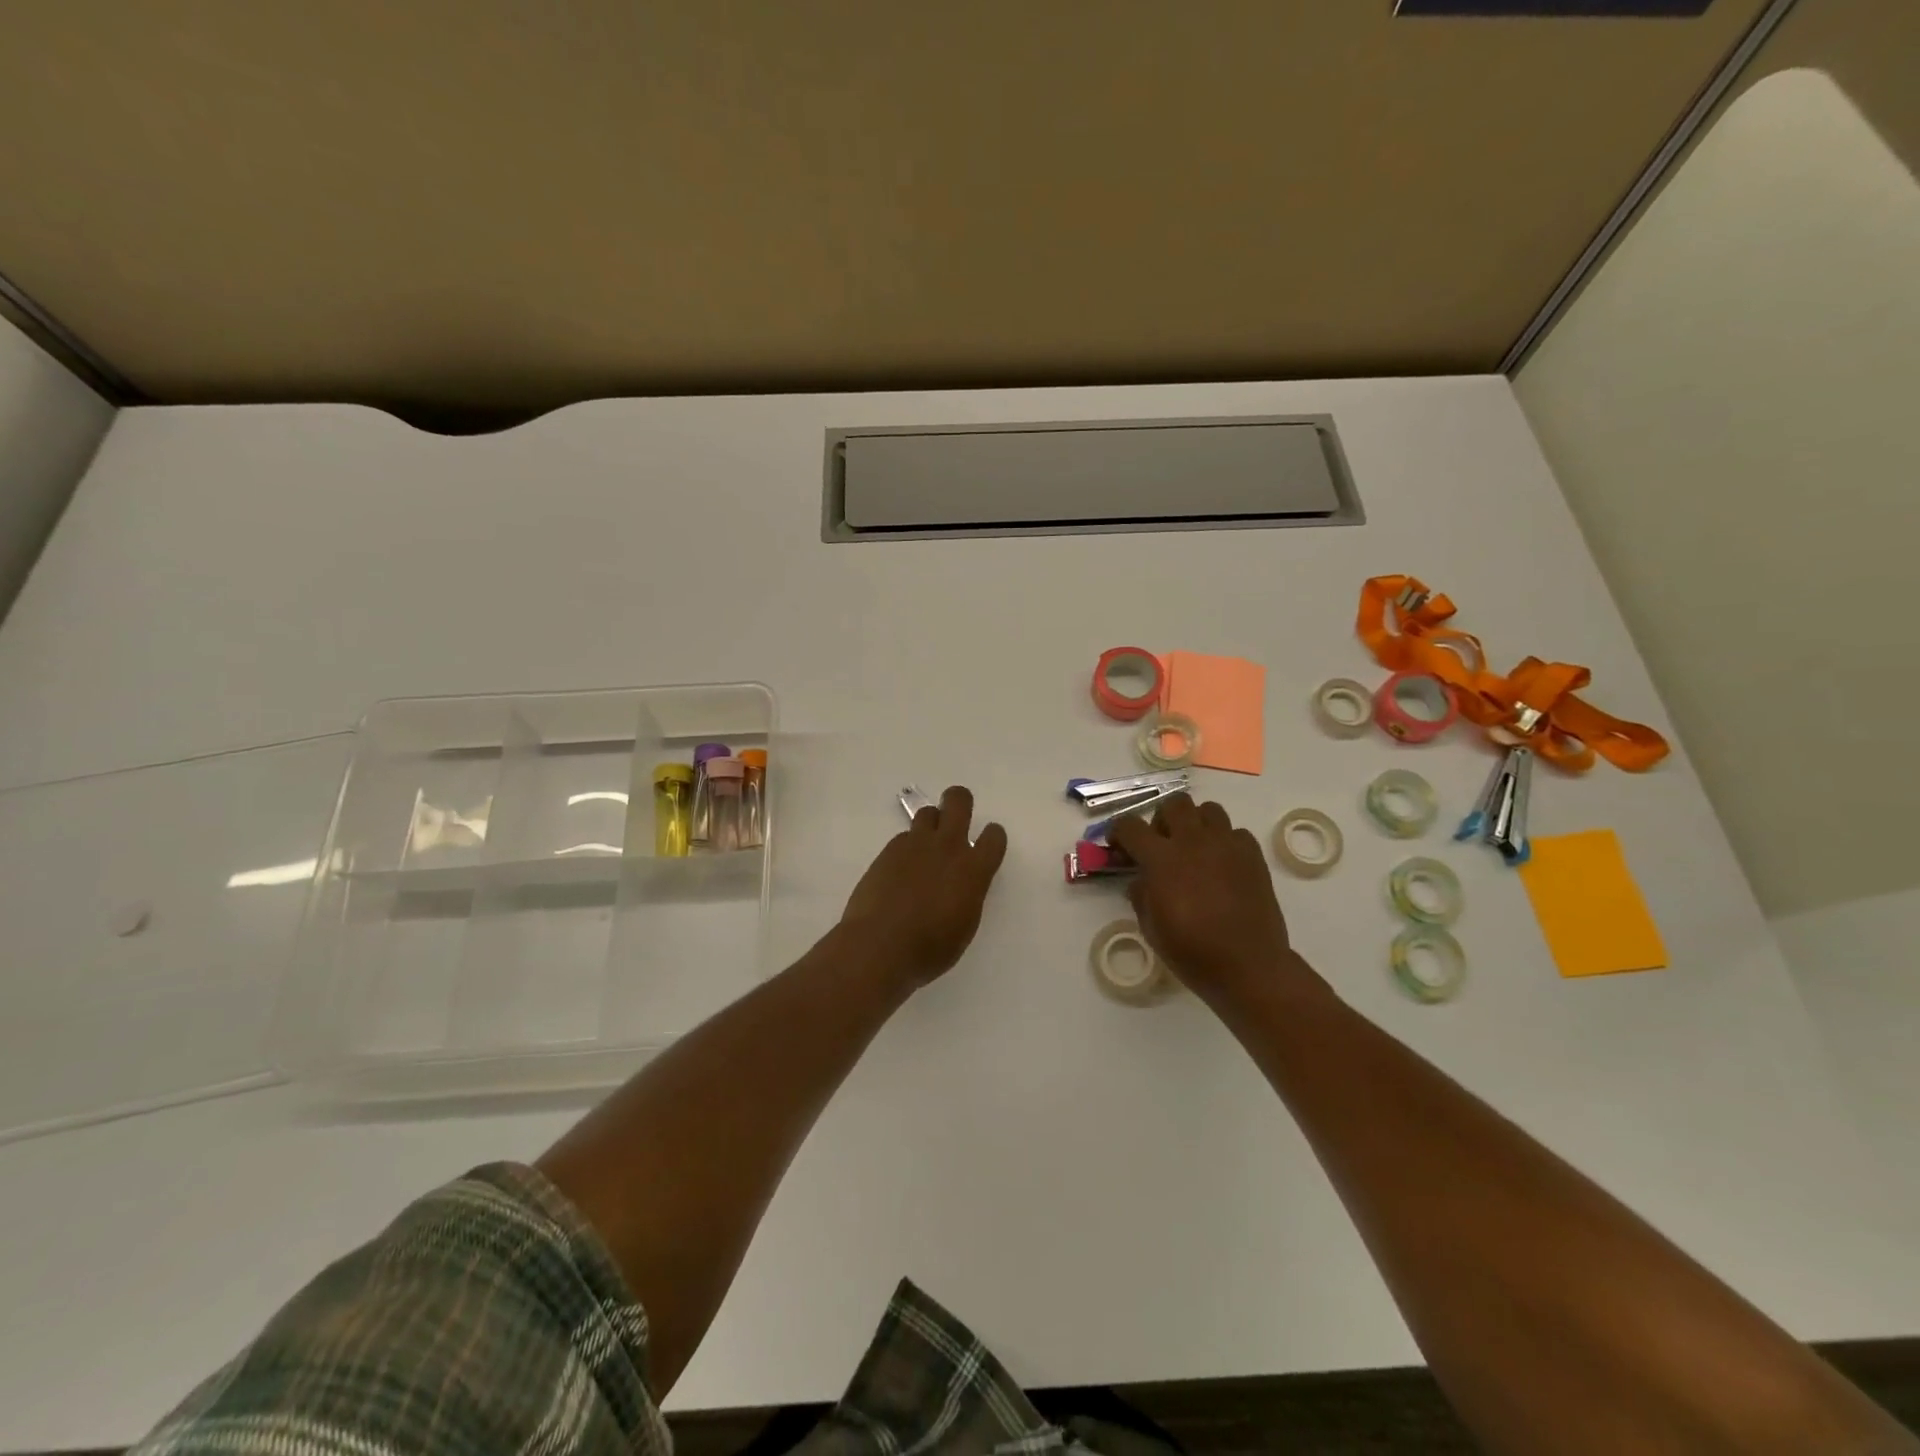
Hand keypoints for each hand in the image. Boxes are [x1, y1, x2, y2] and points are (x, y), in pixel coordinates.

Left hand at [840, 786, 1008, 986]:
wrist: (879, 945)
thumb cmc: (930, 948)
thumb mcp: (964, 926)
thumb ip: (968, 895)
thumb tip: (963, 884)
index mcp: (974, 870)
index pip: (994, 836)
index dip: (992, 837)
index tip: (986, 845)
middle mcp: (948, 847)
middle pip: (958, 800)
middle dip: (960, 802)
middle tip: (956, 819)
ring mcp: (916, 845)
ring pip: (928, 812)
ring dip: (932, 823)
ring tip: (925, 847)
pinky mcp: (889, 850)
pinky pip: (904, 836)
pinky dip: (907, 847)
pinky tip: (901, 870)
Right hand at [1107, 795, 1296, 998]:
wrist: (1248, 967)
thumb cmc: (1192, 952)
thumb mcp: (1151, 927)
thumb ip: (1141, 894)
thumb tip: (1140, 879)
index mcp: (1162, 859)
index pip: (1130, 826)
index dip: (1118, 832)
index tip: (1118, 846)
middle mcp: (1193, 841)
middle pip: (1174, 803)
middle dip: (1162, 819)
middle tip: (1162, 845)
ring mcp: (1227, 845)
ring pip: (1208, 810)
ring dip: (1195, 824)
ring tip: (1194, 849)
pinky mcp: (1253, 856)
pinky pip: (1235, 833)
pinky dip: (1225, 842)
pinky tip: (1222, 866)